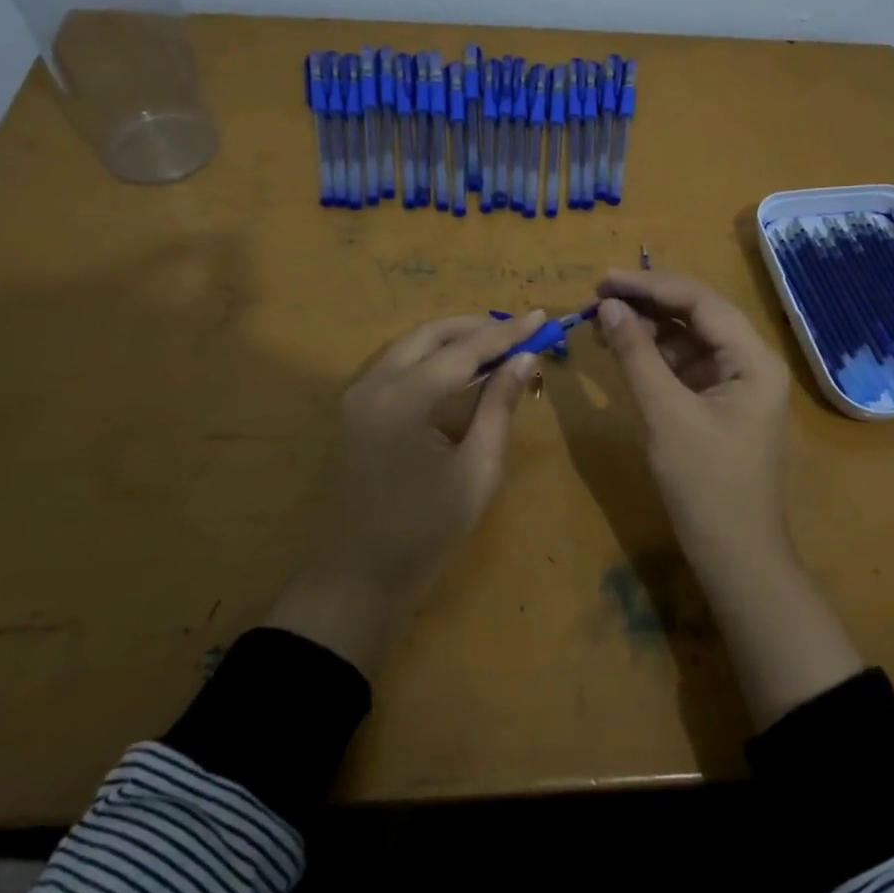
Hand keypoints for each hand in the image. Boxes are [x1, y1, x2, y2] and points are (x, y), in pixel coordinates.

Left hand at [266, 313, 540, 673]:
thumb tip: (524, 359)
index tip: (541, 316)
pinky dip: (428, 356)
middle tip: (519, 330)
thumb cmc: (426, 531)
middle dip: (476, 327)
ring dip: (451, 338)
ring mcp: (357, 395)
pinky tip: (456, 367)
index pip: (464, 350)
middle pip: (430, 335)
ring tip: (494, 344)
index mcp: (404, 400)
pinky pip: (394, 364)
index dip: (506, 334)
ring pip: (409, 345)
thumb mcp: (477, 471)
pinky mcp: (353, 409)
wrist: (359, 576)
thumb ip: (499, 407)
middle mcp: (374, 384)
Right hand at [594, 270, 790, 551]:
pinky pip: (682, 365)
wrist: (733, 555)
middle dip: (648, 302)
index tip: (604, 279)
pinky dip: (652, 355)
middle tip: (598, 295)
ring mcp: (733, 383)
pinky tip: (623, 349)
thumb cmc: (706, 484)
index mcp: (753, 359)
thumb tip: (608, 306)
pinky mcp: (716, 403)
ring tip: (603, 319)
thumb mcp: (665, 415)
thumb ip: (636, 355)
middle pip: (697, 314)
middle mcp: (749, 361)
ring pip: (687, 338)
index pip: (701, 301)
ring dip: (647, 327)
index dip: (651, 285)